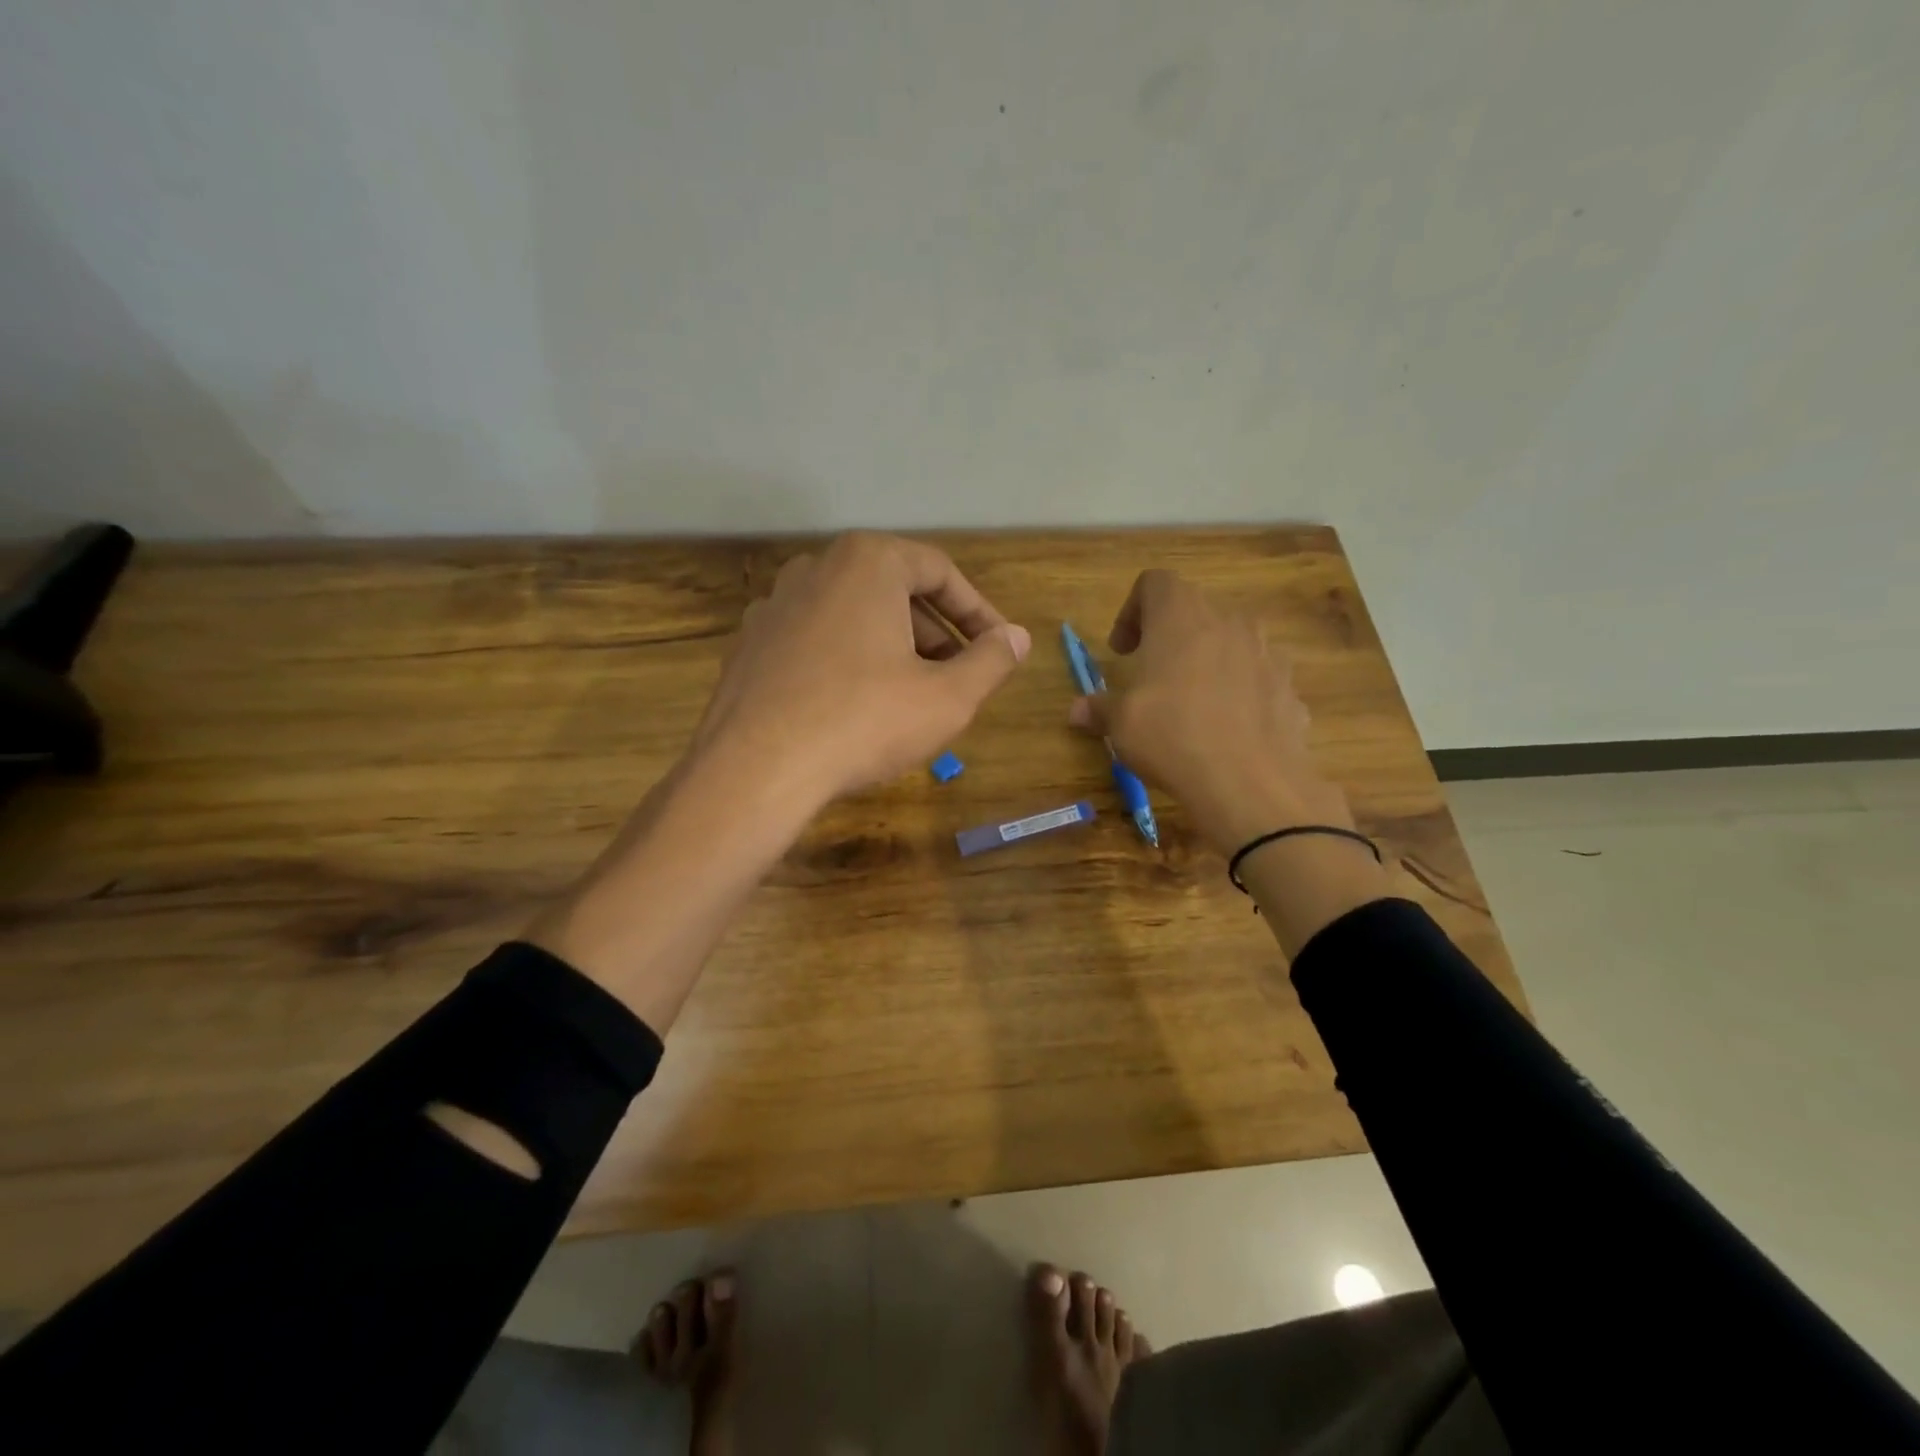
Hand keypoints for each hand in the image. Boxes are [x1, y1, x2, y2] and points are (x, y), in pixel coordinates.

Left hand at [693, 532, 1030, 808]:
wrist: (757, 769)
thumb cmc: (864, 721)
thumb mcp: (948, 697)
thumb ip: (991, 661)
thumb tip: (1017, 638)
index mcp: (868, 562)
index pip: (940, 572)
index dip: (979, 611)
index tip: (999, 646)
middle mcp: (817, 567)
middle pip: (894, 591)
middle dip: (935, 633)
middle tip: (959, 676)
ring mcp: (775, 604)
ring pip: (853, 616)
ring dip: (893, 647)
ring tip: (913, 695)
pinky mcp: (751, 643)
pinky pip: (816, 641)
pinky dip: (848, 661)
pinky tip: (856, 706)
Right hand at [1069, 570, 1351, 855]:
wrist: (1251, 782)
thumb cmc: (1172, 736)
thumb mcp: (1121, 724)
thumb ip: (1100, 709)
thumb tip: (1077, 710)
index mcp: (1181, 617)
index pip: (1155, 583)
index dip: (1133, 611)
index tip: (1122, 651)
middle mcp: (1229, 621)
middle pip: (1195, 610)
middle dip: (1170, 638)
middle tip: (1151, 676)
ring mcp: (1268, 653)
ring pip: (1231, 642)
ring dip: (1208, 662)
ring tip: (1192, 704)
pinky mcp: (1290, 688)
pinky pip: (1258, 678)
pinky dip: (1240, 692)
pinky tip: (1227, 731)